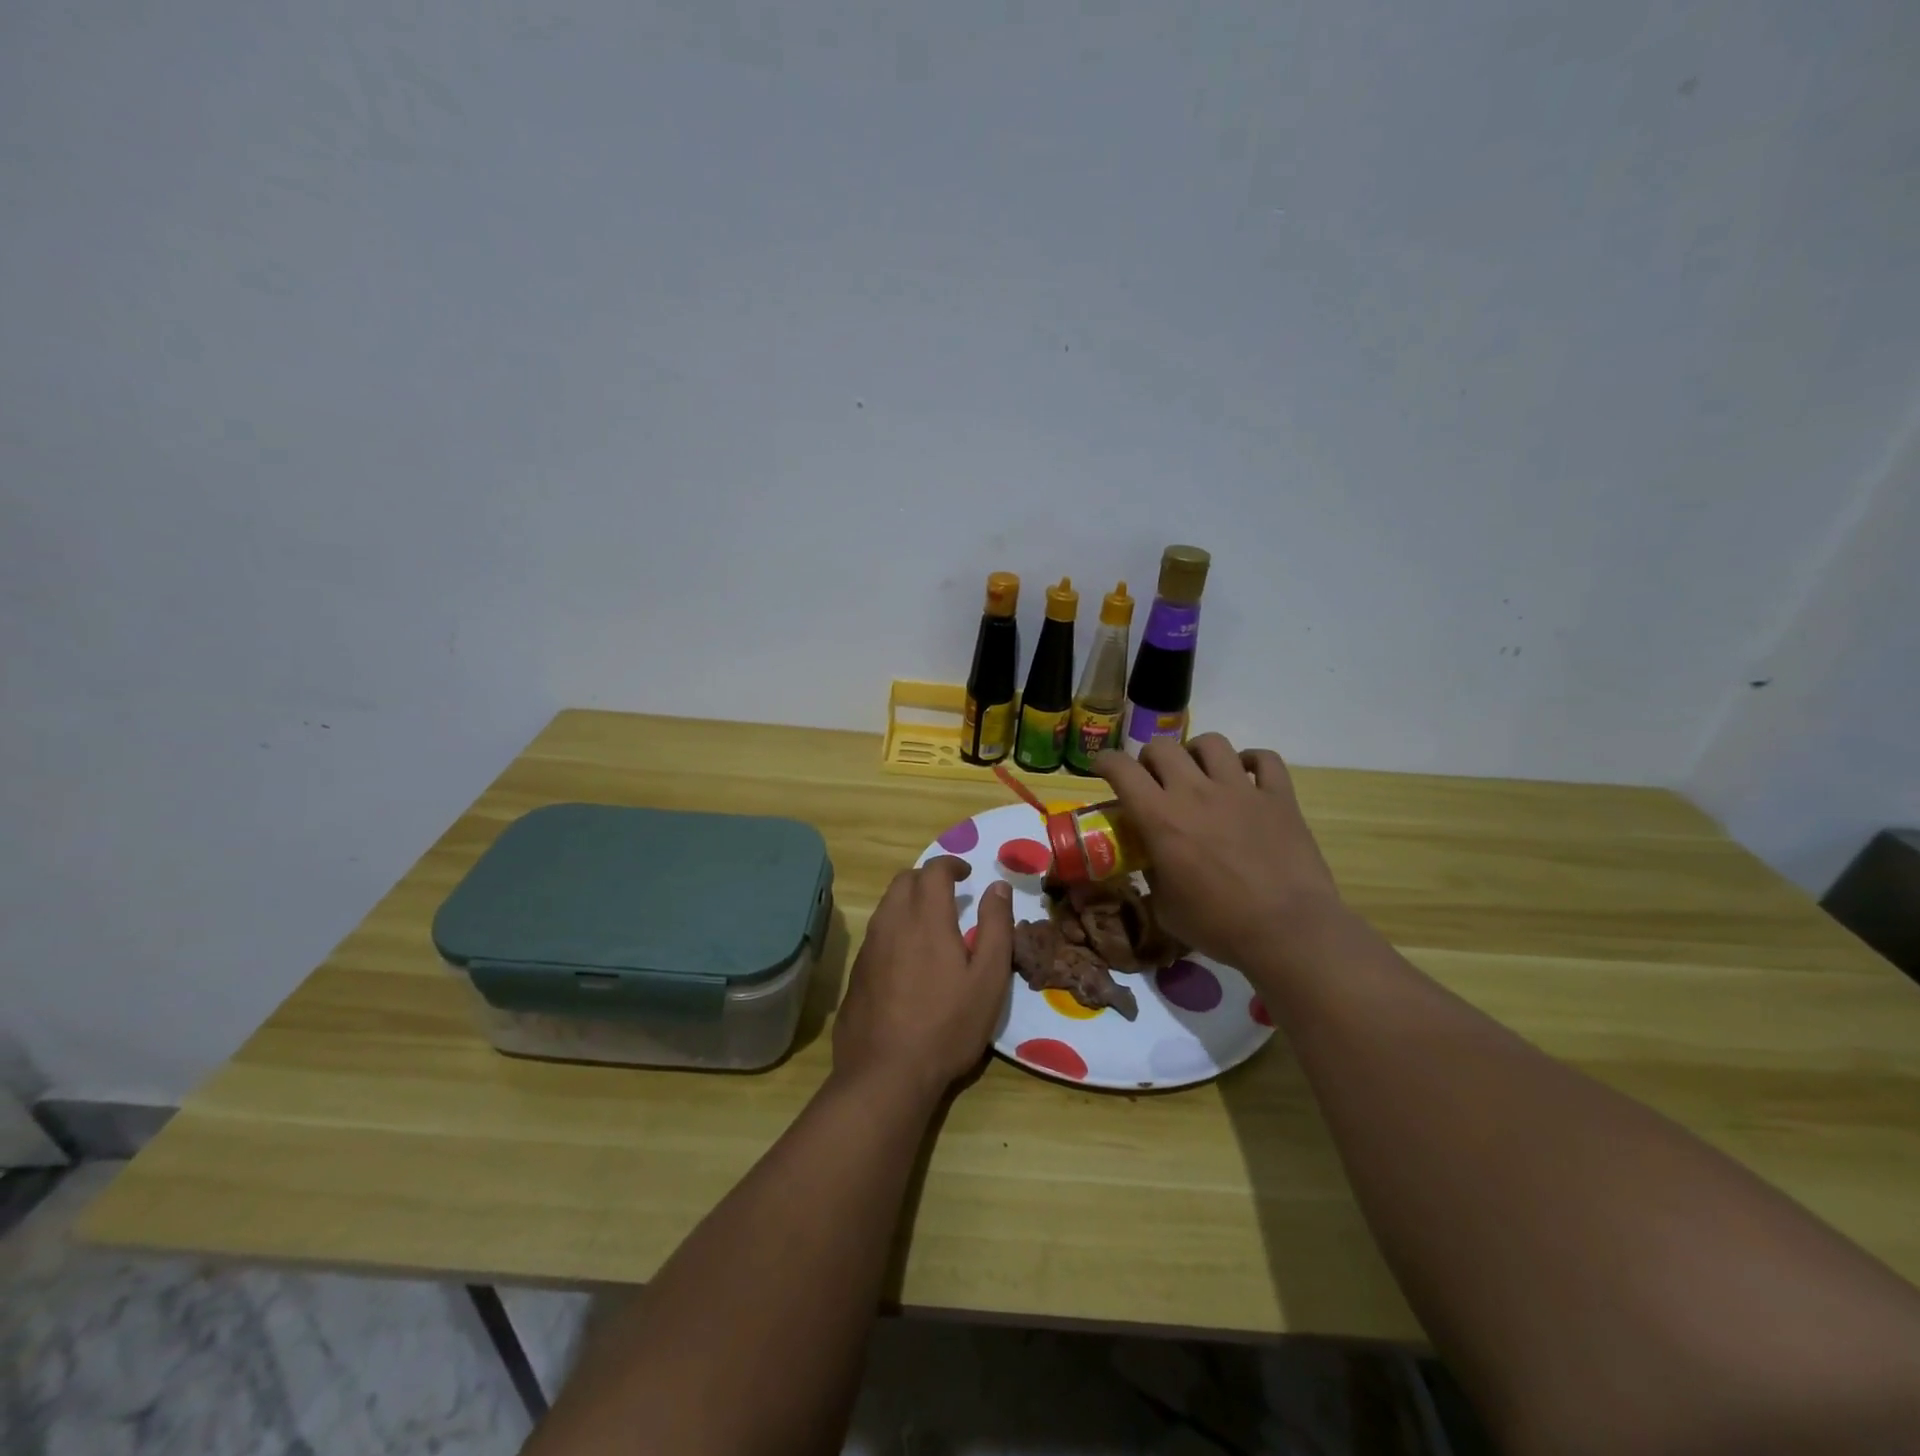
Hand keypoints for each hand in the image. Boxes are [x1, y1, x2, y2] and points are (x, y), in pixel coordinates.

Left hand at [832, 856, 1013, 1102]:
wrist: (885, 1073)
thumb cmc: (947, 1025)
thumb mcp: (988, 978)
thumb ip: (996, 927)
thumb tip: (997, 886)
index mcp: (926, 917)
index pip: (933, 870)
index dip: (951, 864)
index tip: (966, 874)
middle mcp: (892, 922)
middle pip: (904, 880)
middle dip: (927, 878)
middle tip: (949, 894)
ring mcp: (869, 947)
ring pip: (887, 905)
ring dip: (908, 901)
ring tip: (930, 923)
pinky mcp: (856, 971)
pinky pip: (876, 932)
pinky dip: (894, 927)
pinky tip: (907, 957)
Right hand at [1094, 734, 1343, 972]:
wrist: (1288, 932)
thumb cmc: (1219, 926)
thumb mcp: (1166, 908)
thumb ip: (1153, 875)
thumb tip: (1153, 863)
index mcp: (1161, 818)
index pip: (1122, 770)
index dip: (1106, 762)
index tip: (1103, 768)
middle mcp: (1196, 792)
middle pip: (1163, 747)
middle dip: (1150, 758)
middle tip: (1154, 779)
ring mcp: (1241, 790)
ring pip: (1212, 743)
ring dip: (1196, 753)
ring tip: (1199, 771)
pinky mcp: (1279, 797)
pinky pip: (1265, 759)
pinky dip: (1251, 761)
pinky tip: (1246, 775)